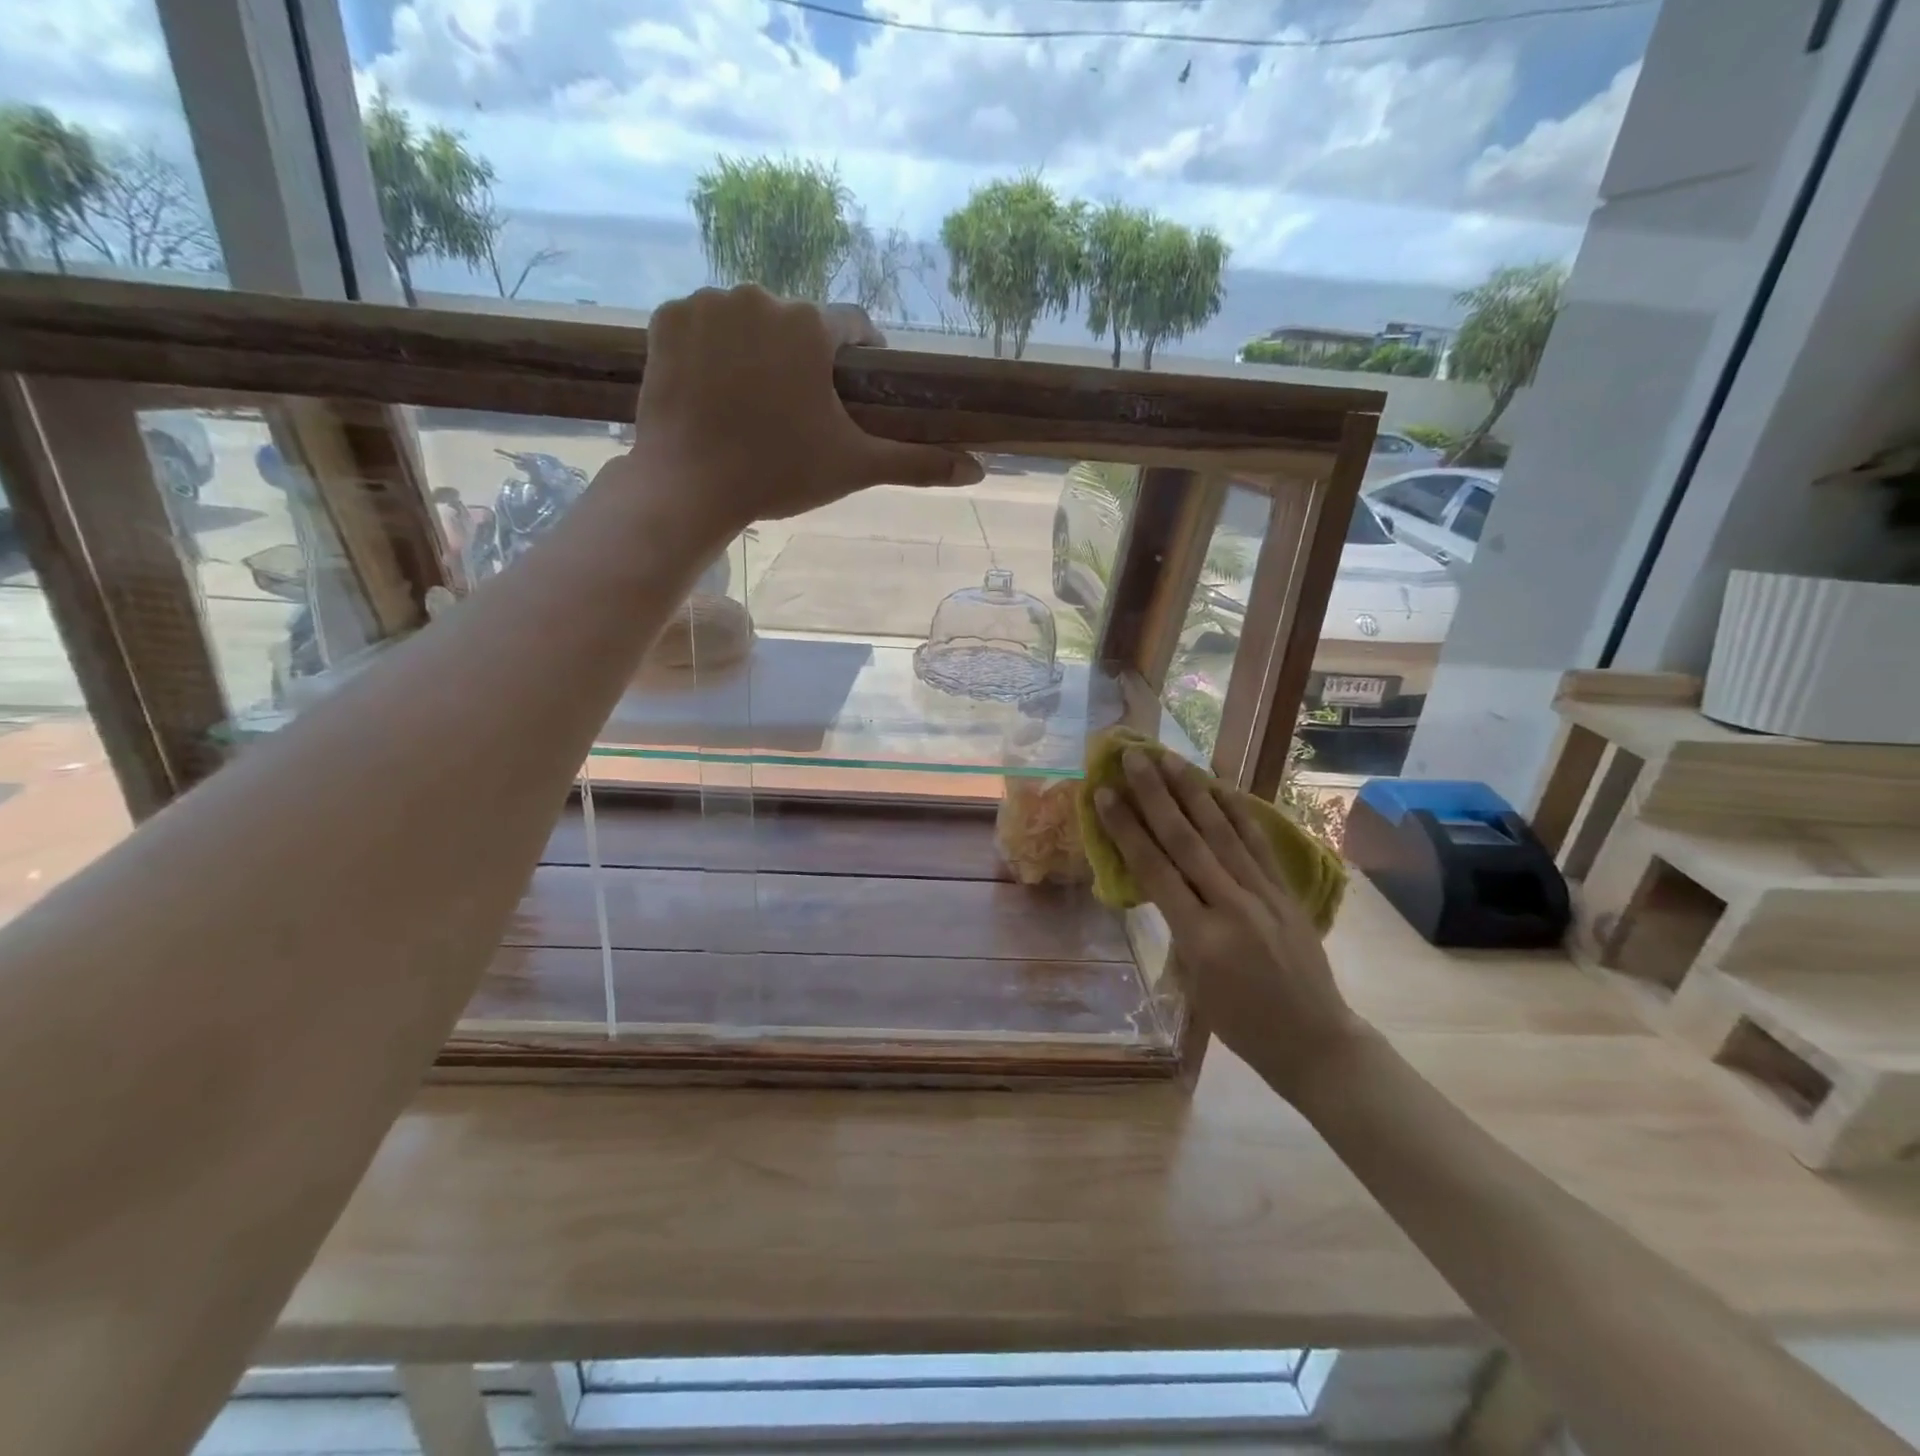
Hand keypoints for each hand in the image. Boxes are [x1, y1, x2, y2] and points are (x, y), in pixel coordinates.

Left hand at [629, 286, 982, 529]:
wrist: (689, 487)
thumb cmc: (779, 474)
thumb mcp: (855, 468)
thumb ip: (917, 462)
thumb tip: (978, 471)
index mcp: (811, 325)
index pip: (853, 326)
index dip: (859, 358)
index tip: (850, 392)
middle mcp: (761, 296)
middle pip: (797, 324)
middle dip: (802, 359)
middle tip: (795, 411)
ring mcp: (708, 304)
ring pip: (748, 321)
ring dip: (756, 351)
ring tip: (752, 404)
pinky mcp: (666, 319)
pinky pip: (702, 325)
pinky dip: (711, 351)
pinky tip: (713, 391)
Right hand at [1095, 749, 1362, 1096]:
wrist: (1314, 1041)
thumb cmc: (1240, 1024)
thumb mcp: (1192, 981)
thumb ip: (1176, 926)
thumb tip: (1161, 880)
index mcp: (1200, 937)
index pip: (1155, 870)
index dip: (1127, 828)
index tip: (1105, 794)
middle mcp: (1232, 906)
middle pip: (1186, 839)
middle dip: (1155, 794)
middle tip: (1133, 756)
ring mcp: (1264, 895)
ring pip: (1221, 832)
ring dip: (1191, 790)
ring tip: (1169, 758)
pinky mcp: (1286, 891)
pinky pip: (1257, 843)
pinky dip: (1236, 812)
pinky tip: (1220, 786)